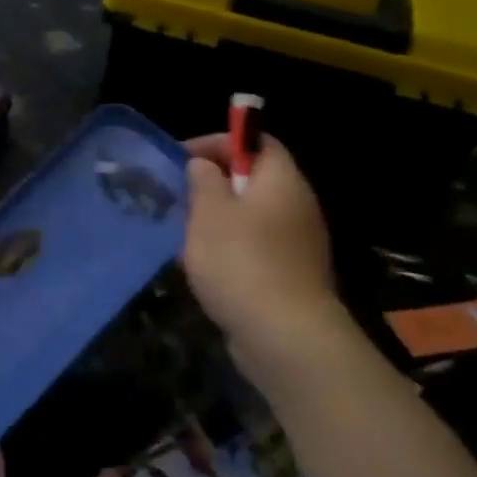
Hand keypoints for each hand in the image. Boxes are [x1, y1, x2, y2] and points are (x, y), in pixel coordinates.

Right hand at [181, 134, 340, 379]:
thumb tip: (204, 164)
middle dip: (213, 185)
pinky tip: (204, 270)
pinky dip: (229, 251)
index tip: (182, 157)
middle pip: (253, 180)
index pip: (256, 141)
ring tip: (183, 236)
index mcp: (281, 180)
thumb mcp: (210, 213)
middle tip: (179, 198)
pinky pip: (255, 249)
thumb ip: (204, 181)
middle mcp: (296, 205)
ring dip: (217, 222)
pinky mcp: (289, 275)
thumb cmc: (241, 261)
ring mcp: (297, 243)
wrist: (283, 334)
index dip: (219, 142)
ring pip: (251, 217)